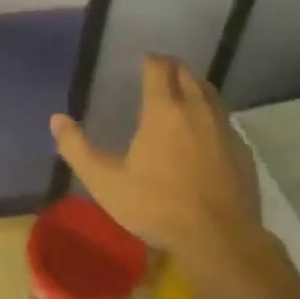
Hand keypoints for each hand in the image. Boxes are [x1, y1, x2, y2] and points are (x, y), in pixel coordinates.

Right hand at [48, 53, 258, 260]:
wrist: (220, 239)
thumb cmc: (158, 206)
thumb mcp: (107, 182)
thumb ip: (78, 149)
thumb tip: (57, 119)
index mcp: (164, 110)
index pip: (158, 68)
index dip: (150, 60)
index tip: (143, 60)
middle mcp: (196, 109)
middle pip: (187, 73)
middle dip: (172, 67)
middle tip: (160, 72)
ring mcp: (224, 128)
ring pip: (210, 93)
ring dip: (194, 87)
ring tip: (182, 94)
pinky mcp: (242, 149)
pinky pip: (225, 120)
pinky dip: (212, 115)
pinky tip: (206, 133)